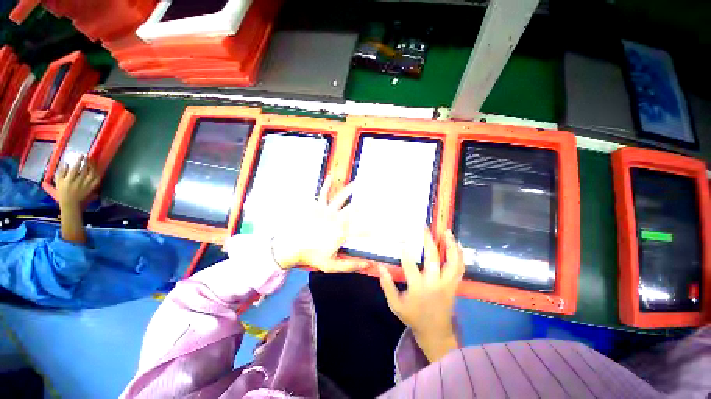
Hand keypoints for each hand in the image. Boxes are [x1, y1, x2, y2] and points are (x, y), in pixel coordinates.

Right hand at [55, 157, 99, 206]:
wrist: (70, 202)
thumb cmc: (62, 191)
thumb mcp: (59, 181)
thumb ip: (61, 172)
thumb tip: (65, 163)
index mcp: (69, 180)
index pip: (75, 168)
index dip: (79, 161)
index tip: (81, 155)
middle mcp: (78, 182)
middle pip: (85, 171)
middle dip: (87, 163)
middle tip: (88, 157)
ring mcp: (85, 186)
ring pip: (92, 175)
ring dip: (93, 168)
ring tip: (92, 163)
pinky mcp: (91, 189)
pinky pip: (96, 181)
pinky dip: (97, 175)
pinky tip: (96, 171)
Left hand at [271, 176, 368, 272]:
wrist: (292, 247)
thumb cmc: (312, 256)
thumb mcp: (332, 265)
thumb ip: (351, 265)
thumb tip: (368, 264)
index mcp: (342, 232)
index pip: (362, 230)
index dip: (372, 229)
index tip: (380, 228)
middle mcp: (337, 219)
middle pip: (354, 208)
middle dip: (365, 202)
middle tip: (375, 194)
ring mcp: (327, 211)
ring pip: (341, 197)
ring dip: (350, 189)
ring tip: (358, 182)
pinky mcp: (317, 207)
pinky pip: (323, 193)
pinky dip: (326, 185)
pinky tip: (330, 176)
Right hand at [379, 229, 464, 361]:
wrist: (435, 332)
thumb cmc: (413, 317)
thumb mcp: (395, 304)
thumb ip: (387, 285)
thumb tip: (380, 267)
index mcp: (418, 289)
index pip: (410, 266)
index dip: (406, 252)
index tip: (403, 240)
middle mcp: (434, 284)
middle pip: (433, 259)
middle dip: (428, 241)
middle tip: (424, 228)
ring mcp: (447, 284)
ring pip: (453, 262)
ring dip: (450, 245)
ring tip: (447, 231)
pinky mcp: (454, 285)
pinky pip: (460, 268)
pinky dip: (460, 255)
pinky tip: (456, 244)